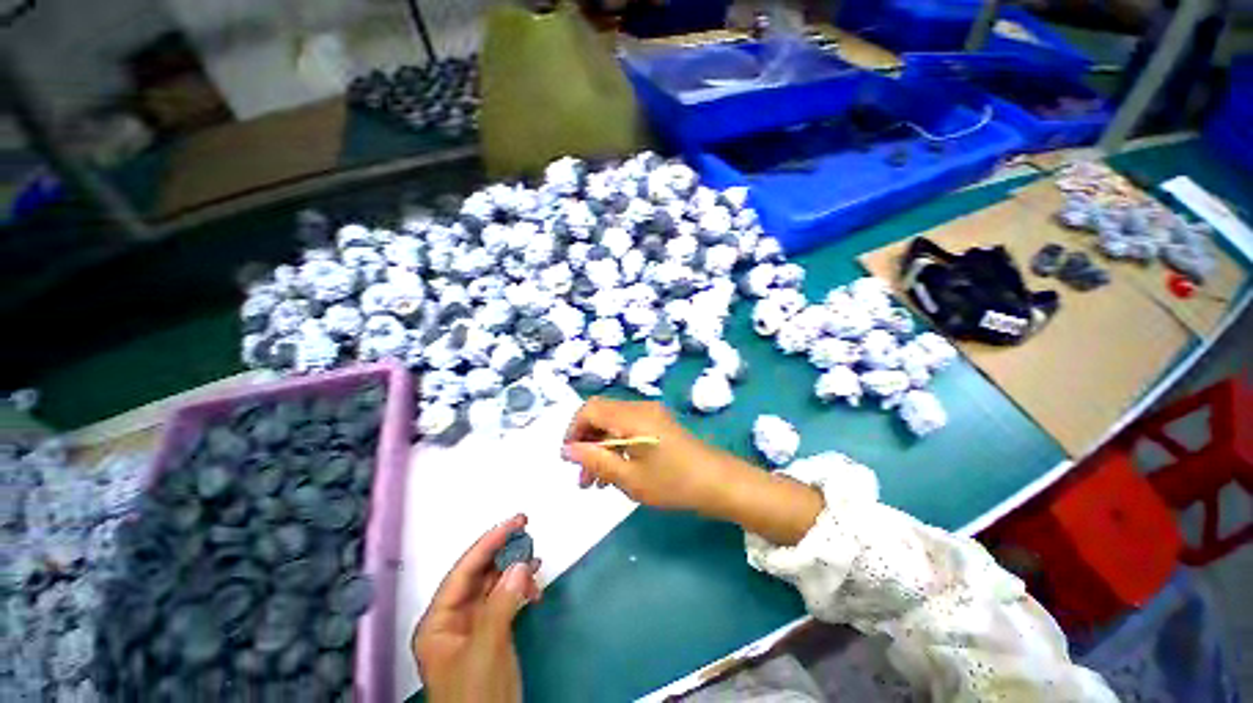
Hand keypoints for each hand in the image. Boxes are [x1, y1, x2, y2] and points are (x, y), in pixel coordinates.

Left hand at [412, 515, 541, 702]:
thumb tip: (521, 564)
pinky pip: (505, 599)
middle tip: (527, 529)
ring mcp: (473, 626)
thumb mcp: (485, 651)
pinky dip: (520, 588)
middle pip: (478, 574)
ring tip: (536, 556)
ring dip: (514, 569)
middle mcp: (453, 619)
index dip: (488, 543)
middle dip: (503, 552)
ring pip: (493, 584)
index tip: (514, 523)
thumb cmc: (476, 697)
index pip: (463, 571)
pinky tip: (534, 583)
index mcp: (438, 622)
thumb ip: (500, 606)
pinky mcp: (491, 633)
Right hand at [563, 398, 825, 545]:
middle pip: (601, 415)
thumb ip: (595, 460)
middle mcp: (639, 408)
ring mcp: (651, 414)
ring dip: (601, 447)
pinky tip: (616, 472)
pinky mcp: (659, 424)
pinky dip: (617, 446)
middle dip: (586, 443)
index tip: (569, 458)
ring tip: (595, 483)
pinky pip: (629, 428)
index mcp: (630, 416)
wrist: (718, 482)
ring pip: (614, 423)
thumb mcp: (629, 478)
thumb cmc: (672, 482)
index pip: (589, 409)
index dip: (573, 430)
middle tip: (581, 477)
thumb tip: (568, 450)